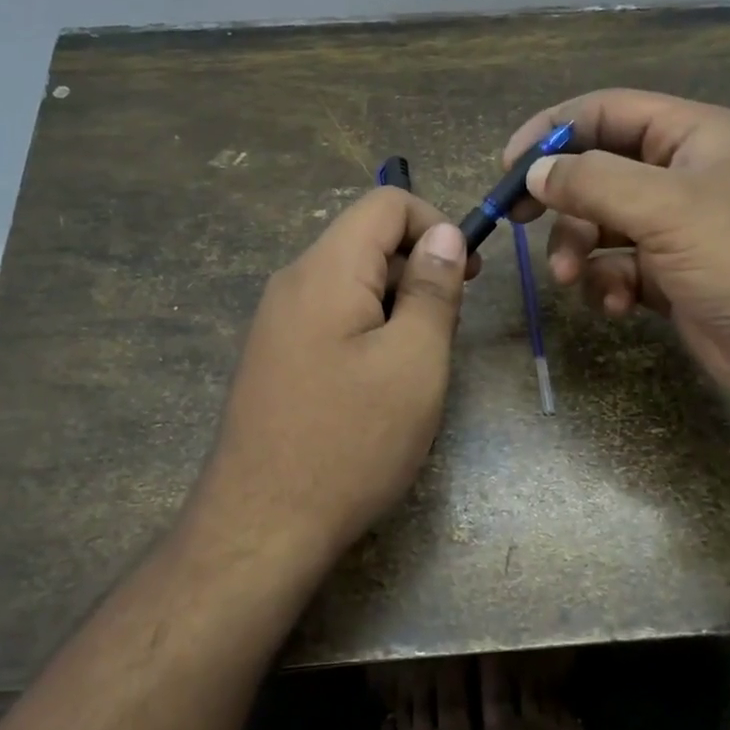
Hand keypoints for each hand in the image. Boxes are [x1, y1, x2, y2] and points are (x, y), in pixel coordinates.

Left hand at [192, 188, 476, 565]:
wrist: (262, 526)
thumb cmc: (351, 441)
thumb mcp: (414, 362)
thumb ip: (432, 289)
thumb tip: (443, 235)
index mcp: (325, 270)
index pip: (385, 203)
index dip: (436, 224)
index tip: (467, 276)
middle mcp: (292, 283)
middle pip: (366, 242)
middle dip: (418, 270)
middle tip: (446, 331)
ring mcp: (276, 323)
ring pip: (351, 284)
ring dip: (396, 307)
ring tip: (416, 367)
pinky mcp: (274, 359)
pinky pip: (331, 320)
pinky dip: (368, 332)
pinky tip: (379, 387)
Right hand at [503, 90, 729, 418]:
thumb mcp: (667, 209)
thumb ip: (593, 182)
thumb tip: (535, 172)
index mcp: (692, 135)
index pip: (606, 112)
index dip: (553, 130)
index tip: (508, 166)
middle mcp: (682, 175)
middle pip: (597, 170)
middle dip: (561, 201)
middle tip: (516, 221)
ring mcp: (677, 229)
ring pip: (600, 224)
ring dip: (578, 250)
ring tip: (573, 280)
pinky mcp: (671, 277)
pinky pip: (618, 267)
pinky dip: (608, 284)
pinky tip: (617, 305)